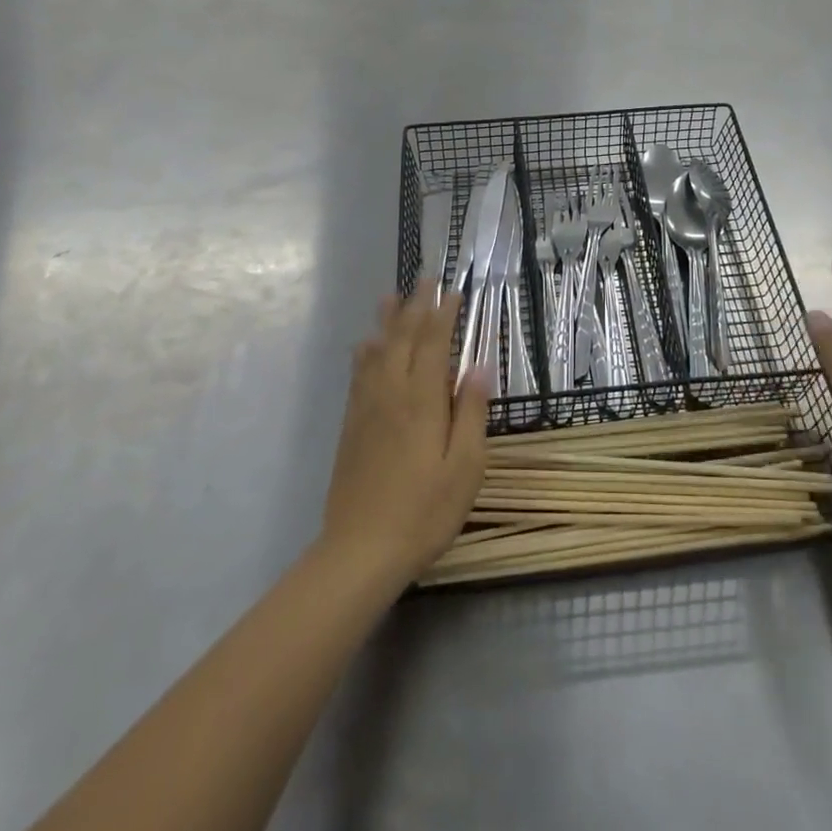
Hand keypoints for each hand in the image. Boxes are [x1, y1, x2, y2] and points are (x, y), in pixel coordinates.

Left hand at [320, 285, 489, 588]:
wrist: (360, 551)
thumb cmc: (424, 512)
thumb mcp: (465, 468)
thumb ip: (472, 413)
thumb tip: (479, 365)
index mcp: (422, 401)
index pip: (434, 344)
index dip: (444, 315)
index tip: (453, 291)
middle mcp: (392, 393)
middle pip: (404, 339)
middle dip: (416, 306)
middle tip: (426, 279)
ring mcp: (367, 408)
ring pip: (377, 351)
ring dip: (388, 320)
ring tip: (391, 295)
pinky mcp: (351, 425)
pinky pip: (358, 374)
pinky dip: (365, 351)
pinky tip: (366, 345)